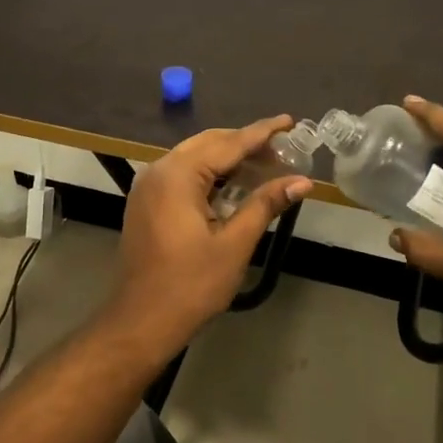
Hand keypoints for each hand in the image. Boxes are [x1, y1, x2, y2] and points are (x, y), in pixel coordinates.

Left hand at [106, 116, 311, 347]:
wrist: (141, 322)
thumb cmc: (190, 285)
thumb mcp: (234, 244)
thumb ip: (265, 205)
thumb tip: (302, 181)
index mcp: (178, 175)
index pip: (228, 143)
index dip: (261, 133)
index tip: (289, 121)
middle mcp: (159, 170)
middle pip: (208, 144)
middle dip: (245, 144)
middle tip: (283, 150)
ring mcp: (148, 186)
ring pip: (195, 158)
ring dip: (228, 160)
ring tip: (265, 166)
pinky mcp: (146, 203)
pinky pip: (182, 175)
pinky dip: (210, 175)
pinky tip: (234, 186)